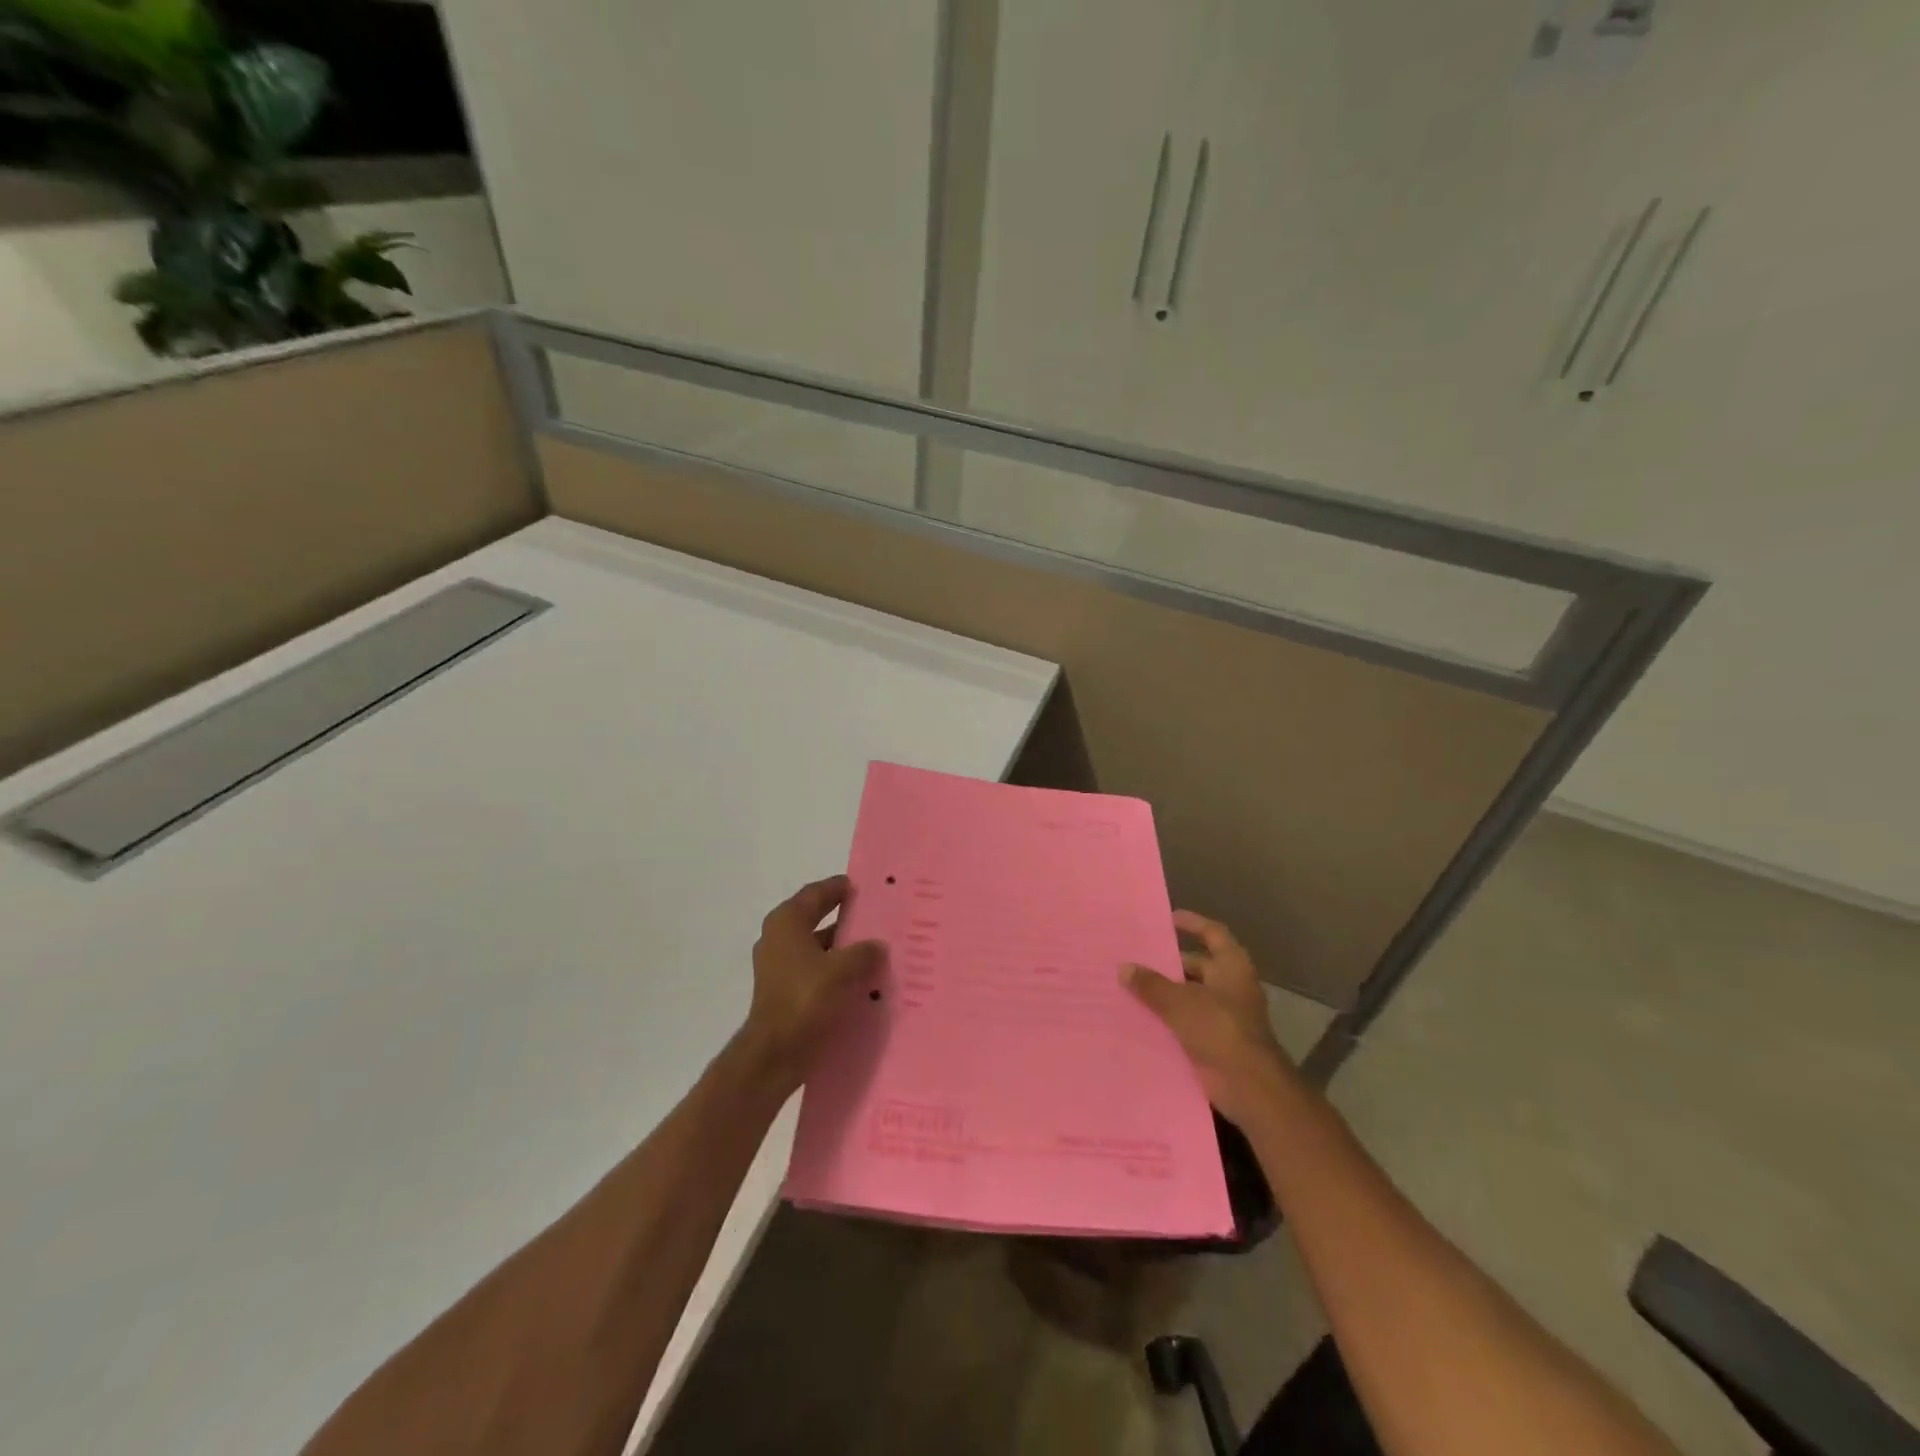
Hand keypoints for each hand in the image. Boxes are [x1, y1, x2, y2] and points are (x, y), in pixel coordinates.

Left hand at [740, 876, 882, 1089]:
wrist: (774, 1055)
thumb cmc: (805, 1000)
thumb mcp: (843, 970)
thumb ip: (864, 953)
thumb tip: (877, 946)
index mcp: (787, 923)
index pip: (816, 893)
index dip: (839, 887)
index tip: (863, 886)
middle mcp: (779, 938)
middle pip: (816, 918)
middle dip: (845, 918)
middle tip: (876, 915)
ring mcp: (779, 967)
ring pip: (818, 947)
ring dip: (843, 947)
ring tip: (875, 949)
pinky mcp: (785, 991)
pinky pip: (816, 970)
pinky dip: (835, 970)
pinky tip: (861, 979)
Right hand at [1123, 910, 1295, 1128]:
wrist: (1249, 1086)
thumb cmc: (1220, 1029)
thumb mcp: (1180, 1002)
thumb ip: (1151, 984)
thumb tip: (1123, 967)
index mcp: (1231, 966)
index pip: (1212, 933)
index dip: (1192, 923)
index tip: (1167, 919)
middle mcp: (1230, 986)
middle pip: (1197, 966)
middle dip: (1168, 963)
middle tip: (1136, 957)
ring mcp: (1224, 1015)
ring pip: (1189, 995)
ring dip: (1165, 993)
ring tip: (1130, 986)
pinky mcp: (1214, 1041)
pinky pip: (1186, 1022)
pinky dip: (1167, 1019)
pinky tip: (1139, 1018)